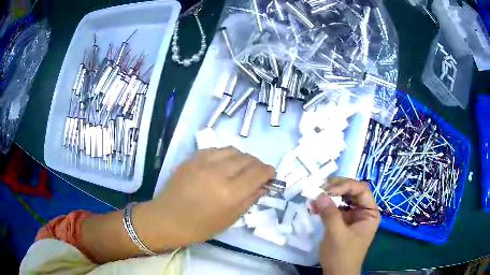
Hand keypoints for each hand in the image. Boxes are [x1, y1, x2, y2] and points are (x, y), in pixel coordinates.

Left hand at [145, 147, 274, 247]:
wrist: (167, 219)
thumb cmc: (200, 226)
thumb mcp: (230, 219)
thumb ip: (249, 199)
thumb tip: (263, 186)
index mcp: (231, 192)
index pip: (259, 172)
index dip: (269, 171)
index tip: (270, 175)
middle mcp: (219, 172)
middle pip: (248, 158)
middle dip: (257, 165)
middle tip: (256, 174)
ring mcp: (204, 162)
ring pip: (233, 150)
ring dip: (242, 158)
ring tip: (239, 168)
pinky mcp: (192, 158)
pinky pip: (216, 149)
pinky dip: (224, 155)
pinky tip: (221, 164)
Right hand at [312, 177, 379, 274]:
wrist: (337, 273)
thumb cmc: (342, 255)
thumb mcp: (337, 234)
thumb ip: (329, 213)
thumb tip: (319, 194)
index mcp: (369, 213)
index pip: (361, 190)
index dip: (346, 185)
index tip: (328, 190)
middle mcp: (363, 211)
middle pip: (352, 191)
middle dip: (336, 188)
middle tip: (320, 188)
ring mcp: (353, 216)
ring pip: (342, 198)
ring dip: (329, 196)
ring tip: (315, 196)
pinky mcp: (342, 222)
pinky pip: (335, 208)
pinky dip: (325, 206)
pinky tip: (314, 207)